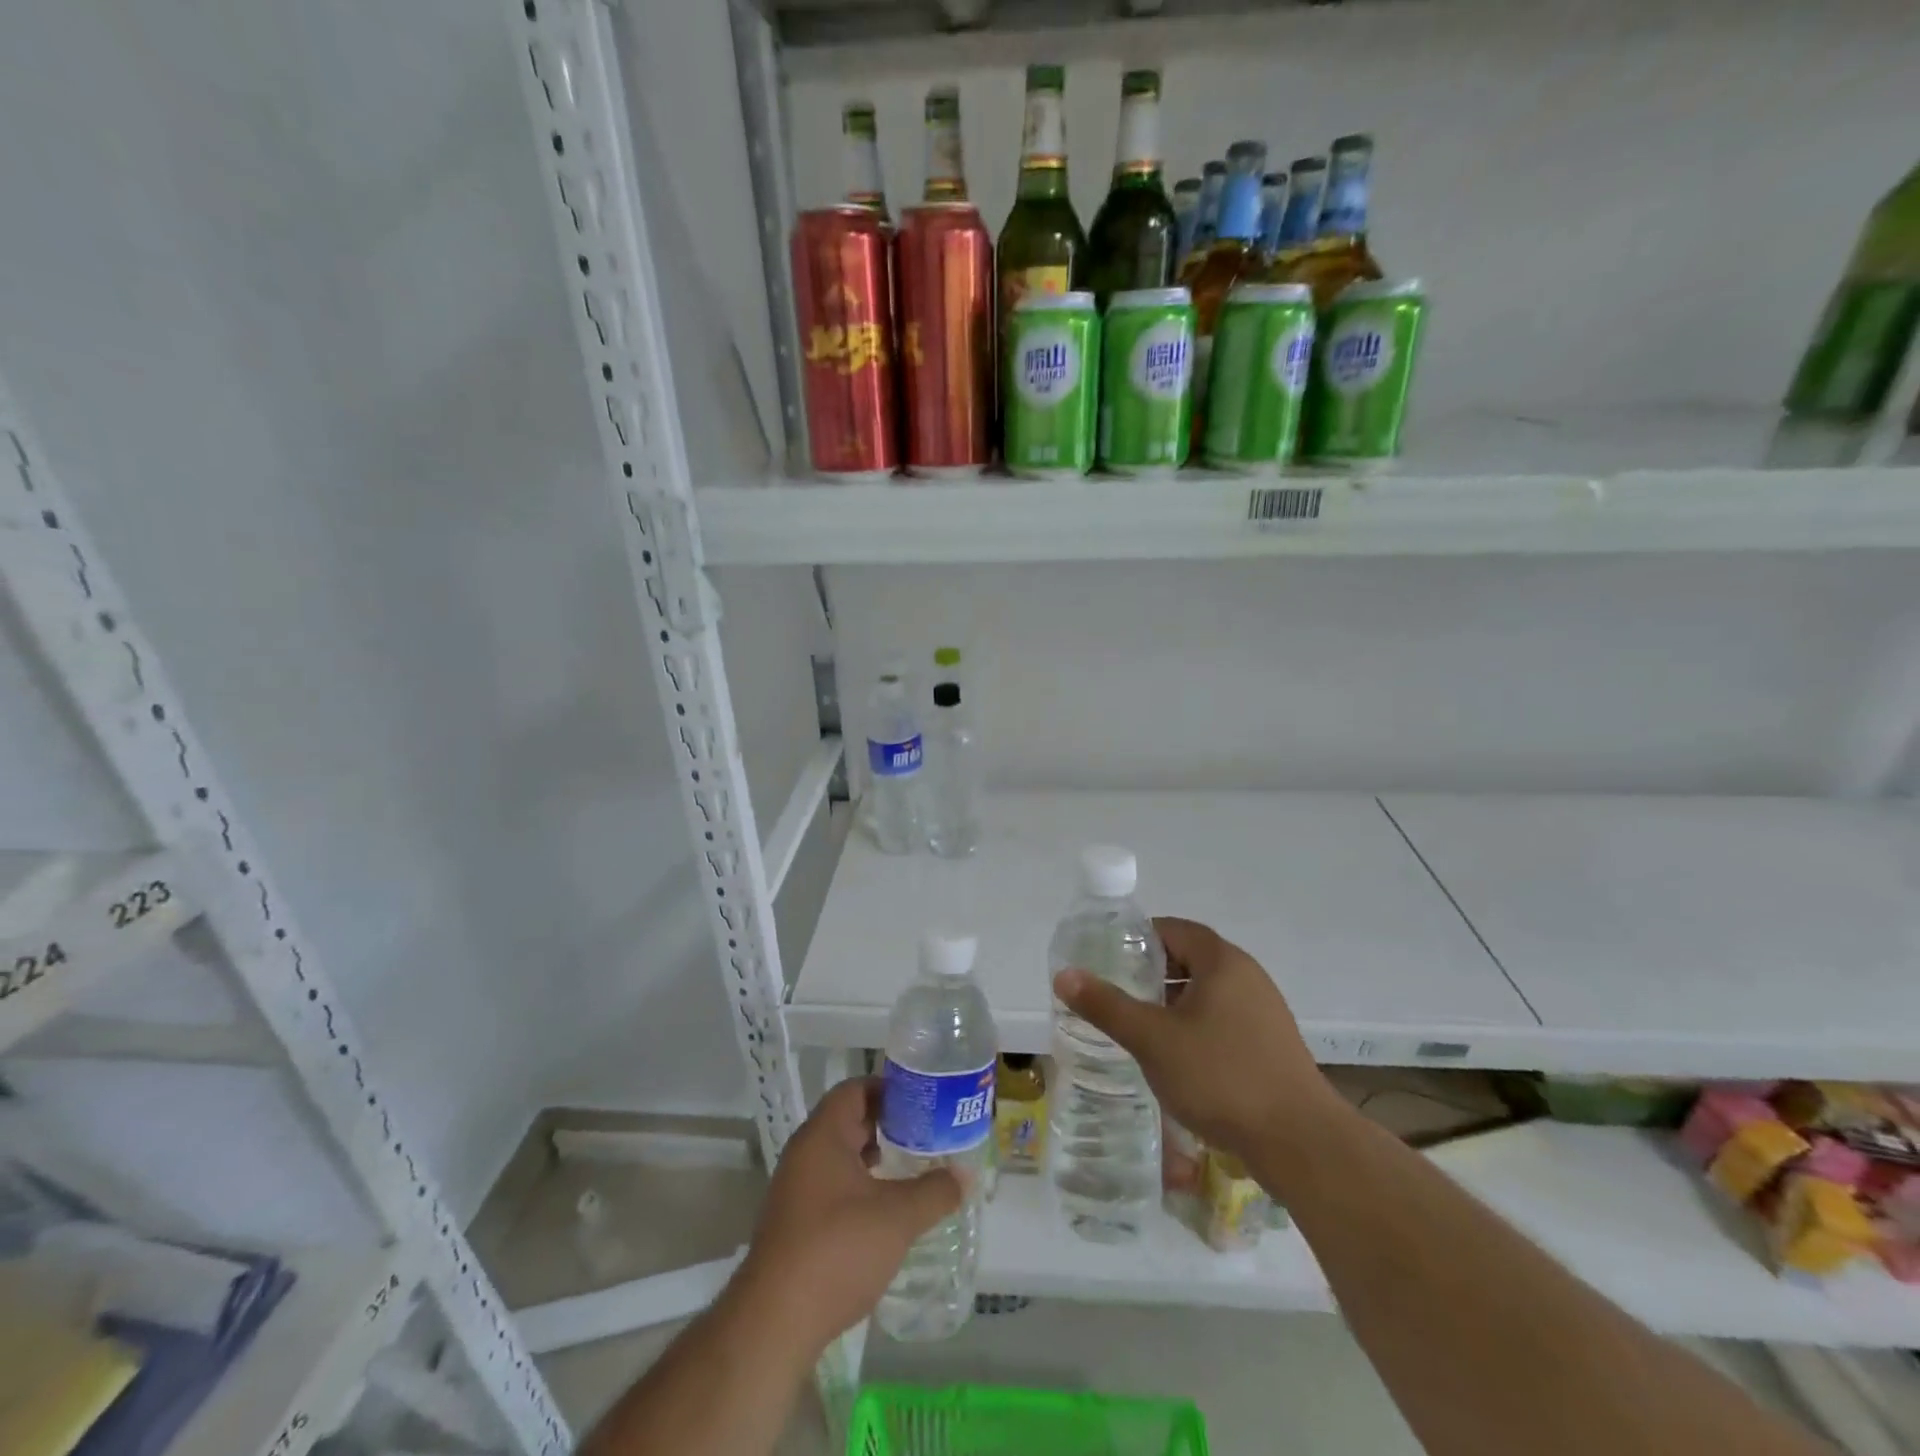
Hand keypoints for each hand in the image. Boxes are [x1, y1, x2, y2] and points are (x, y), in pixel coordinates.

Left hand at [733, 1077, 962, 1359]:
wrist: (775, 1322)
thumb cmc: (837, 1249)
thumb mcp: (897, 1217)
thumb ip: (934, 1191)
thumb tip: (965, 1175)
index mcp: (823, 1135)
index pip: (855, 1089)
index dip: (888, 1088)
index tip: (922, 1099)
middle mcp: (804, 1153)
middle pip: (848, 1120)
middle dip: (887, 1124)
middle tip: (926, 1132)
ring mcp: (796, 1189)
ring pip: (841, 1156)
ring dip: (874, 1158)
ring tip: (913, 1167)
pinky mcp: (795, 1223)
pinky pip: (832, 1186)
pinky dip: (860, 1186)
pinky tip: (886, 1209)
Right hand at [1053, 916, 1334, 1161]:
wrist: (1300, 1142)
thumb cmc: (1221, 1077)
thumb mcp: (1152, 1039)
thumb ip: (1106, 1005)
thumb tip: (1064, 975)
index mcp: (1222, 961)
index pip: (1175, 929)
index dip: (1141, 938)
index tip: (1111, 959)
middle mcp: (1248, 976)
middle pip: (1191, 959)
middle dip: (1153, 974)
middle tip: (1119, 994)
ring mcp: (1265, 1011)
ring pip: (1208, 992)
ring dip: (1174, 1003)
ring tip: (1142, 1028)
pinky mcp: (1272, 1044)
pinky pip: (1225, 1019)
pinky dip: (1197, 1026)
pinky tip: (1179, 1059)